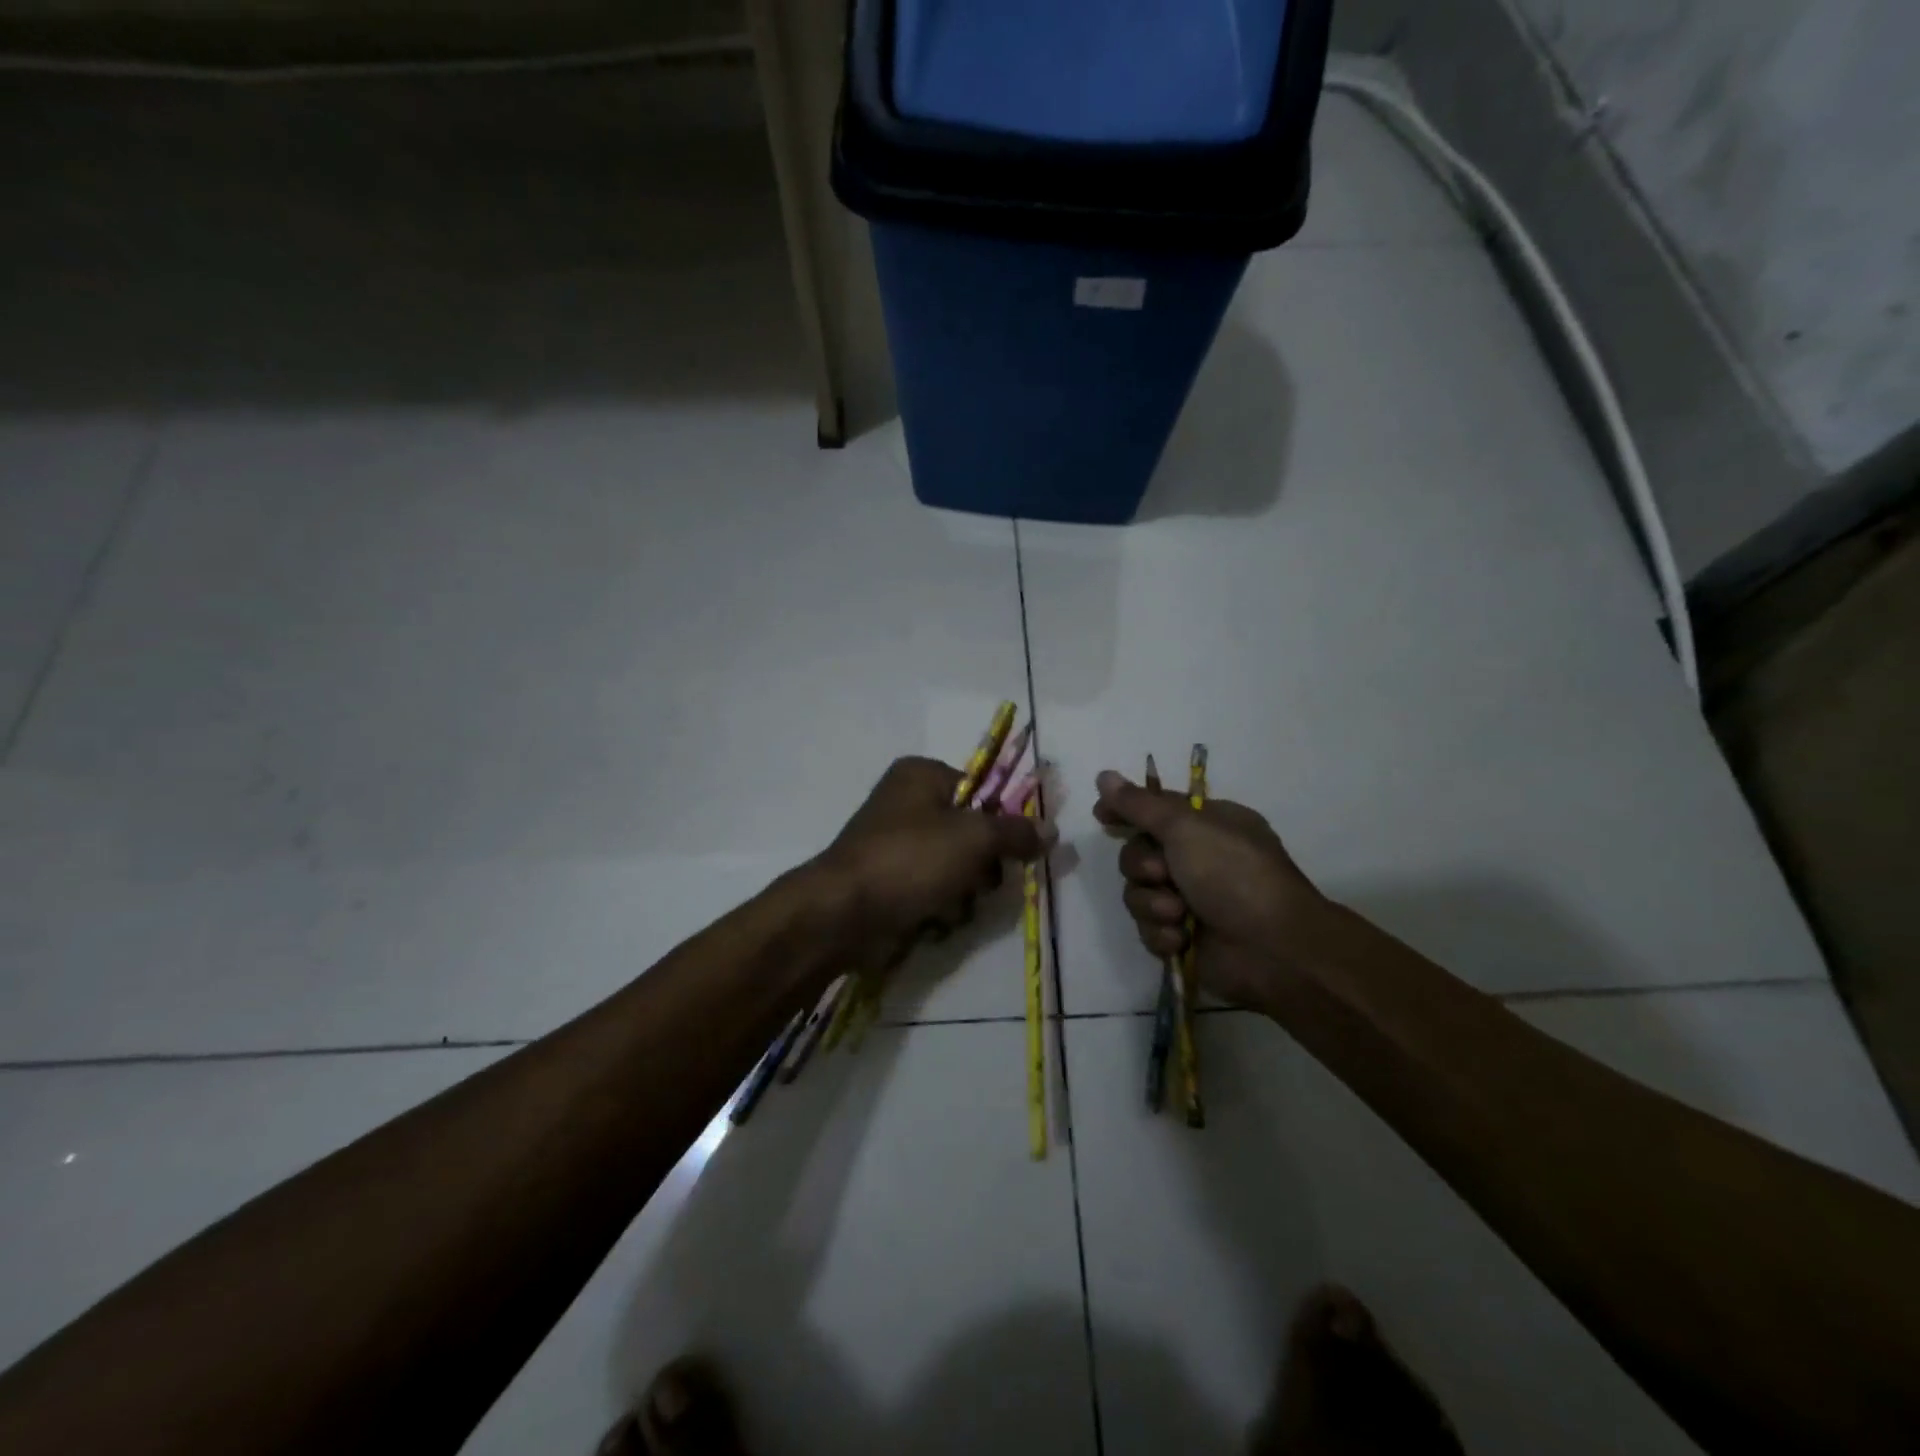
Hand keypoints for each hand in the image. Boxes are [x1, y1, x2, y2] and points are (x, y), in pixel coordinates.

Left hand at [816, 757, 1054, 973]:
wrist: (843, 913)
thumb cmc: (910, 860)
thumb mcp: (974, 839)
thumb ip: (1016, 832)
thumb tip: (1051, 830)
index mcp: (921, 775)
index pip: (981, 790)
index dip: (1001, 821)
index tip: (1017, 850)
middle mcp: (906, 802)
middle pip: (970, 831)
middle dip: (982, 864)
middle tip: (981, 881)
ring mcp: (894, 843)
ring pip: (954, 865)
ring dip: (963, 891)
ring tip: (952, 905)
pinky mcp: (888, 880)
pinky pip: (931, 889)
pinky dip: (939, 906)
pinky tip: (934, 919)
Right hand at [1093, 769, 1328, 1007]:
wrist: (1273, 948)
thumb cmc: (1234, 874)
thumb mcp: (1186, 827)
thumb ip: (1139, 804)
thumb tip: (1104, 775)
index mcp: (1206, 825)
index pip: (1153, 809)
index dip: (1126, 811)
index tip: (1102, 816)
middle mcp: (1197, 859)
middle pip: (1137, 854)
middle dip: (1142, 866)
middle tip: (1162, 874)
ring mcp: (1189, 900)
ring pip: (1137, 894)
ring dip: (1153, 903)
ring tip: (1178, 913)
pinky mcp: (1182, 937)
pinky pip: (1148, 928)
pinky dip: (1161, 933)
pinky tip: (1181, 938)